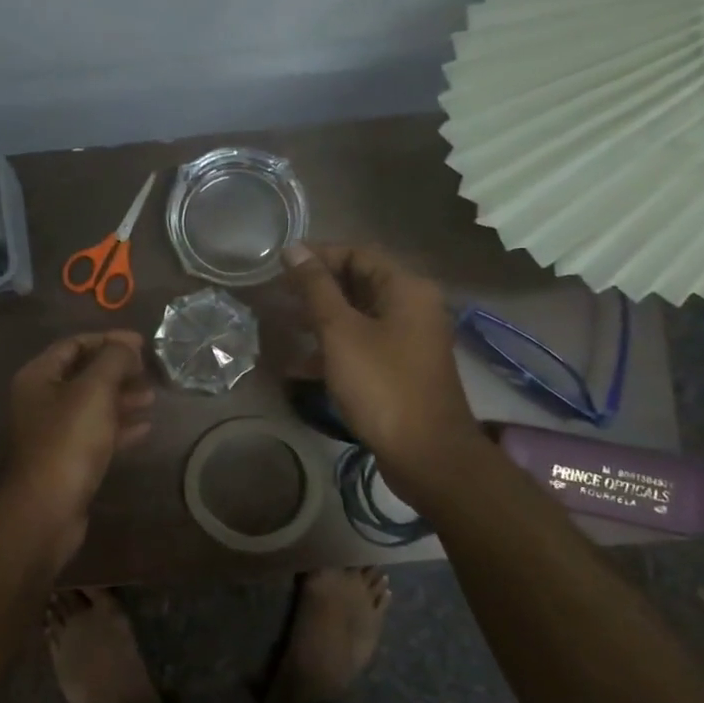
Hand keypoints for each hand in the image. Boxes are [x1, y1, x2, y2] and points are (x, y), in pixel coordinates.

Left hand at [1, 331, 154, 553]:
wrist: (46, 508)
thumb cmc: (68, 441)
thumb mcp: (94, 390)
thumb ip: (114, 360)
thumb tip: (128, 346)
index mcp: (39, 376)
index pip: (74, 344)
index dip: (108, 340)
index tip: (142, 344)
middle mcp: (42, 400)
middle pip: (84, 374)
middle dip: (118, 370)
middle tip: (149, 371)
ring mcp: (54, 432)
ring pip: (92, 405)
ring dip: (122, 398)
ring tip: (152, 398)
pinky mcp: (68, 459)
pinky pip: (97, 434)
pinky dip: (119, 427)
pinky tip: (145, 428)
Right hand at [284, 243, 482, 496]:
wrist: (426, 453)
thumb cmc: (381, 384)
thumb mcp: (341, 332)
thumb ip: (316, 288)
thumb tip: (294, 249)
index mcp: (406, 288)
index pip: (358, 253)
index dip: (318, 255)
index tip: (280, 264)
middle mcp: (413, 307)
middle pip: (359, 283)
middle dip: (317, 288)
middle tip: (277, 294)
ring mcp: (409, 340)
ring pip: (358, 317)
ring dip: (321, 319)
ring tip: (281, 324)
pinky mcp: (400, 369)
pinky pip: (362, 346)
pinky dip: (333, 350)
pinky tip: (297, 365)